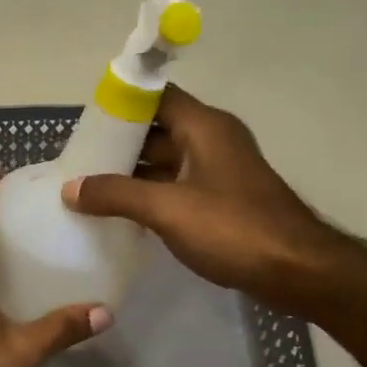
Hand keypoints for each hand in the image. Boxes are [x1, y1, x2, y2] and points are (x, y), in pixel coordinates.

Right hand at [63, 85, 334, 313]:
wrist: (295, 270)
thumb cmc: (232, 229)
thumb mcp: (167, 209)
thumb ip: (116, 195)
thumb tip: (71, 188)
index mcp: (203, 127)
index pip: (156, 95)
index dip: (121, 102)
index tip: (86, 121)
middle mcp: (212, 140)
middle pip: (158, 130)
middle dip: (119, 143)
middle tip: (78, 160)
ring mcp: (219, 172)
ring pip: (166, 162)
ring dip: (132, 174)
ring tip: (89, 188)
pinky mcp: (222, 201)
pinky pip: (177, 188)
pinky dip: (150, 195)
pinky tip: (121, 214)